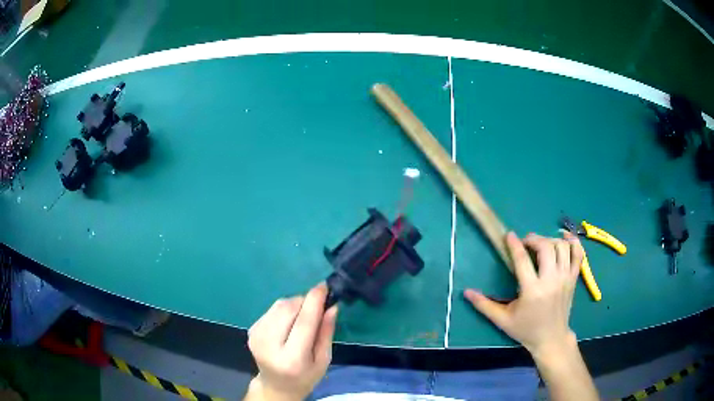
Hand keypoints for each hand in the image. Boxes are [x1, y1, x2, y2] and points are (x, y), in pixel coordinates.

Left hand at [246, 283, 337, 400]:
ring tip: (303, 317)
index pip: (304, 323)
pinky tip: (289, 323)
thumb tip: (331, 306)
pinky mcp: (251, 330)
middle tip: (317, 306)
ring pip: (279, 306)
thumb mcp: (323, 360)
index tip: (324, 286)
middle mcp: (269, 345)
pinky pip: (272, 309)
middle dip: (305, 301)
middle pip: (288, 309)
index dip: (314, 302)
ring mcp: (256, 336)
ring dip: (295, 304)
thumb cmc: (305, 376)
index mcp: (291, 359)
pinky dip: (284, 310)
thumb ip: (326, 333)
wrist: (276, 385)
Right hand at [464, 232, 583, 356]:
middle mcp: (551, 281)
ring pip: (562, 247)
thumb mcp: (502, 320)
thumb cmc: (526, 330)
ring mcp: (565, 278)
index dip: (514, 244)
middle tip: (525, 243)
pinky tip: (564, 238)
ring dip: (550, 240)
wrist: (551, 339)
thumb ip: (484, 305)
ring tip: (541, 244)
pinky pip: (578, 254)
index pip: (523, 260)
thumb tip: (466, 292)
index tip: (509, 235)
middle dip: (533, 239)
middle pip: (546, 247)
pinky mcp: (574, 278)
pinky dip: (573, 242)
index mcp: (532, 291)